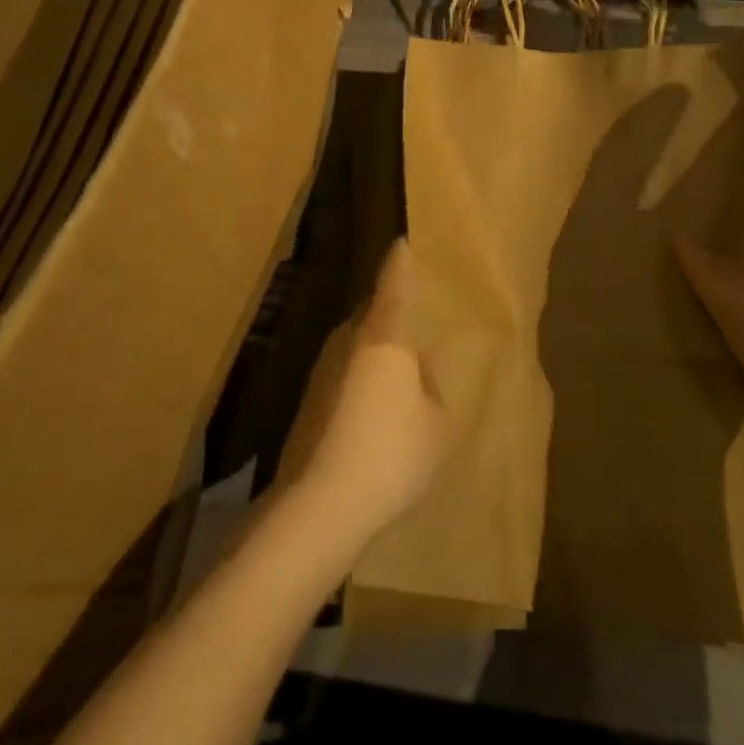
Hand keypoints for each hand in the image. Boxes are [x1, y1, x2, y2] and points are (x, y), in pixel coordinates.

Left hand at [295, 239, 448, 543]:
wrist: (320, 503)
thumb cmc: (391, 454)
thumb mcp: (435, 424)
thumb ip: (429, 386)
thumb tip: (415, 367)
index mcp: (384, 336)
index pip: (393, 284)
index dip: (399, 262)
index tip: (400, 242)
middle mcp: (348, 340)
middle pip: (370, 313)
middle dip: (388, 313)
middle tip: (409, 323)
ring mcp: (323, 368)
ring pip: (355, 345)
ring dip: (372, 352)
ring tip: (395, 378)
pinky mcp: (308, 398)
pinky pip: (343, 373)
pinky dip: (358, 380)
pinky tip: (371, 413)